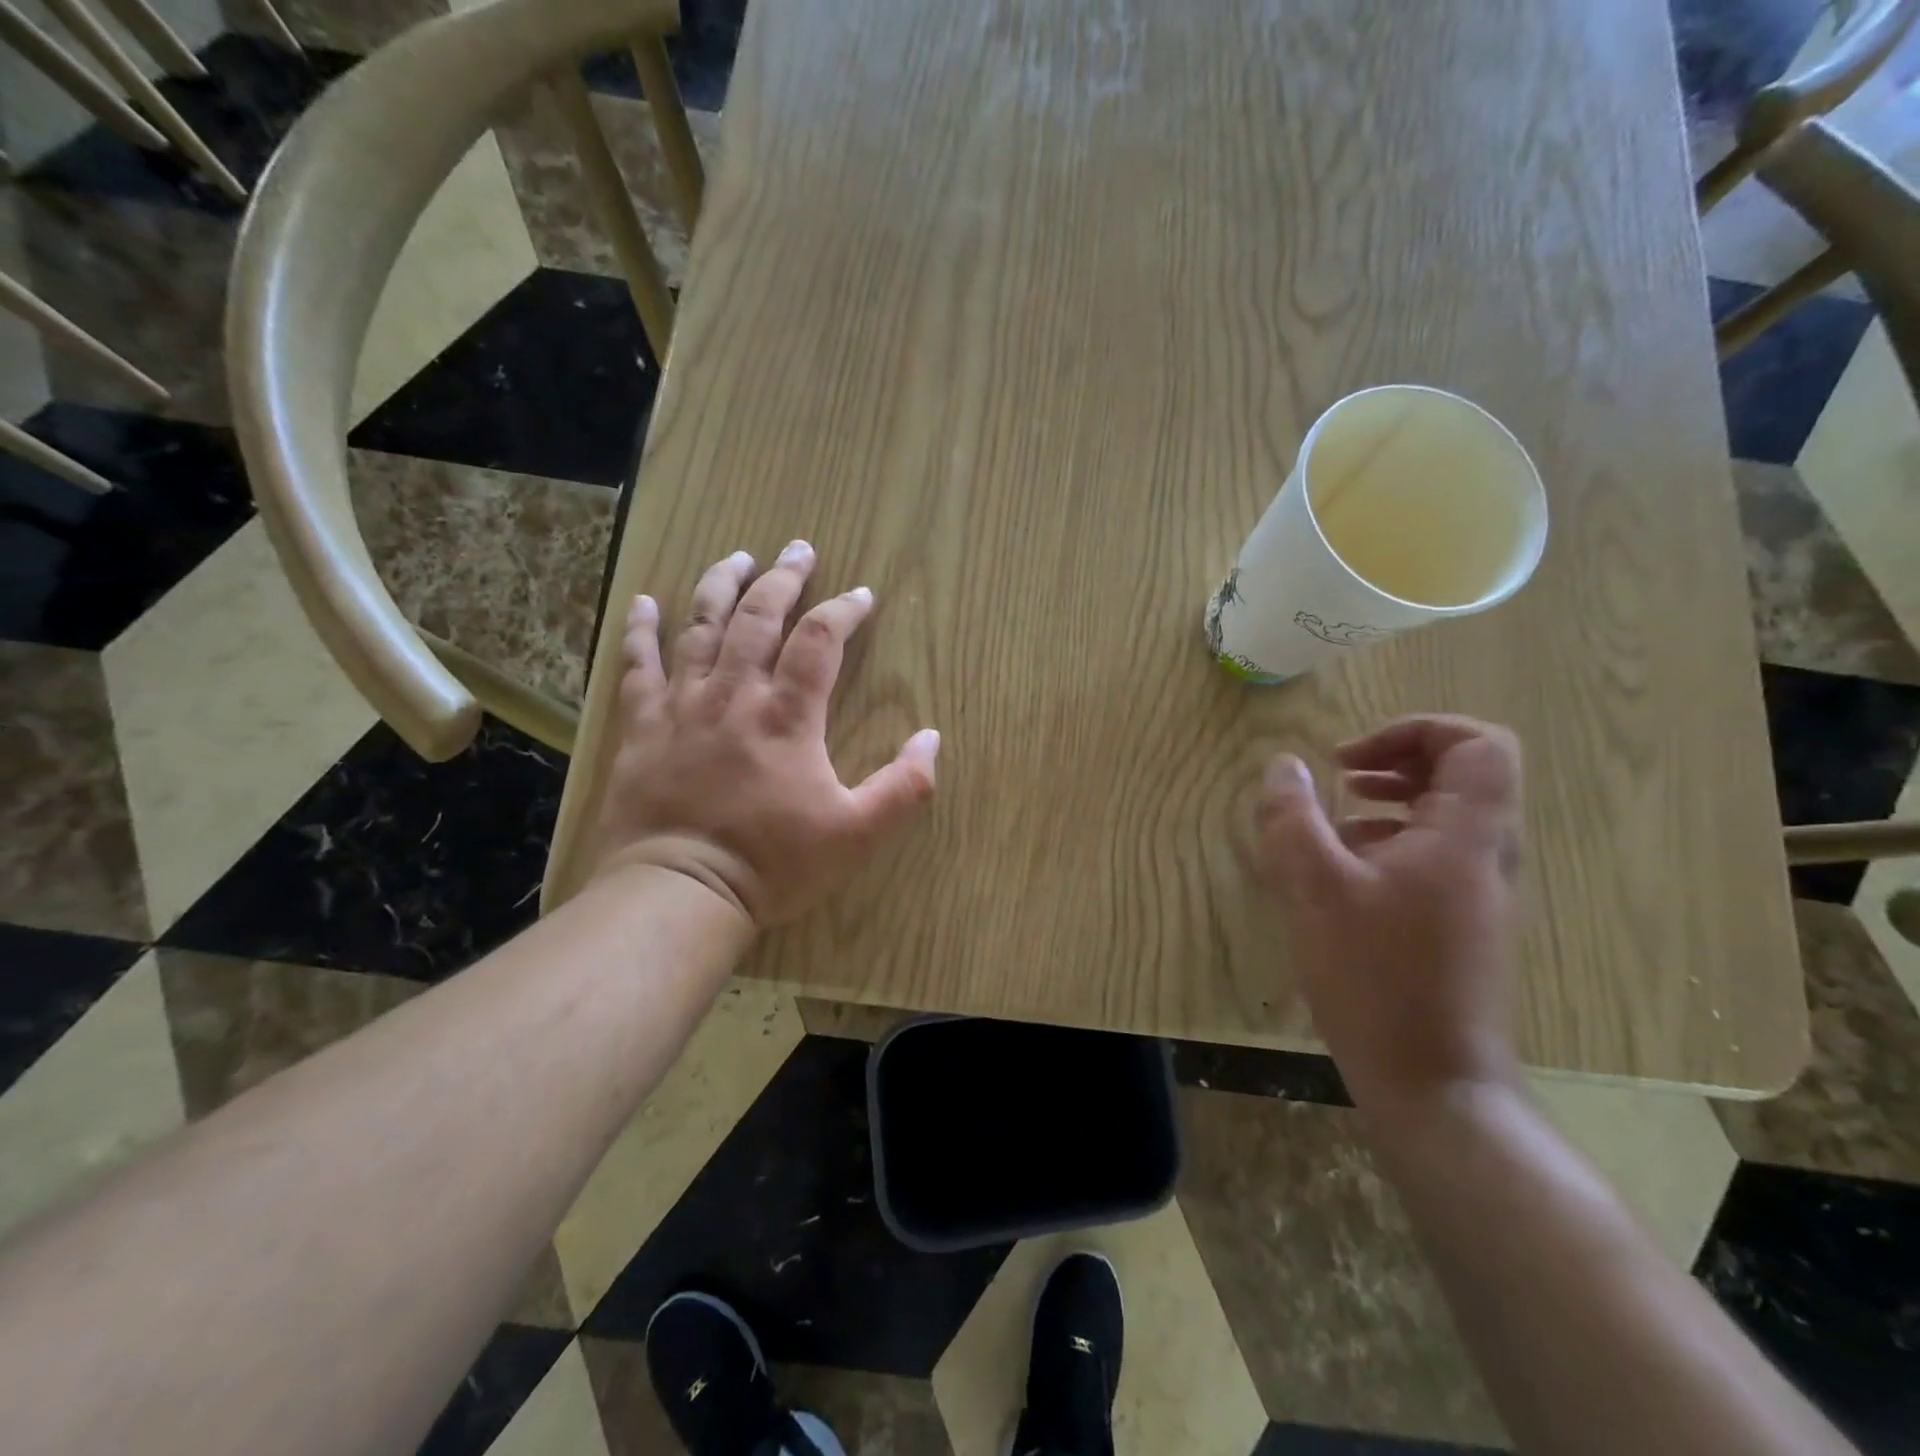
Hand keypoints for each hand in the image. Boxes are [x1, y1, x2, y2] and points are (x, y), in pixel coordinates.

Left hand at [589, 542, 939, 927]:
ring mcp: (683, 705)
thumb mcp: (856, 834)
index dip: (843, 610)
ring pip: (701, 627)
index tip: (861, 595)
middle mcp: (735, 694)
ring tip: (738, 558)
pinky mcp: (642, 726)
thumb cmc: (772, 864)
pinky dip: (642, 630)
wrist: (678, 892)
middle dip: (784, 577)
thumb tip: (932, 738)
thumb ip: (904, 787)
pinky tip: (644, 601)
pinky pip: (639, 665)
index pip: (820, 640)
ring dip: (721, 585)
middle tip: (800, 548)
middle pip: (759, 617)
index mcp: (788, 716)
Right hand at [1254, 715, 1524, 1116]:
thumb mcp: (1315, 888)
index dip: (1415, 730)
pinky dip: (1392, 841)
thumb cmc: (1375, 977)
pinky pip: (1435, 856)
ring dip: (1393, 799)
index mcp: (1464, 836)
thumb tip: (1282, 766)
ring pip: (1450, 816)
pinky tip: (1344, 870)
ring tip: (1337, 815)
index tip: (1351, 758)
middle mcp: (1485, 856)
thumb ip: (1293, 818)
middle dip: (1399, 760)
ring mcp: (1477, 893)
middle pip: (1466, 774)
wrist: (1433, 1082)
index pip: (1477, 744)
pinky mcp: (1461, 924)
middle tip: (1342, 773)